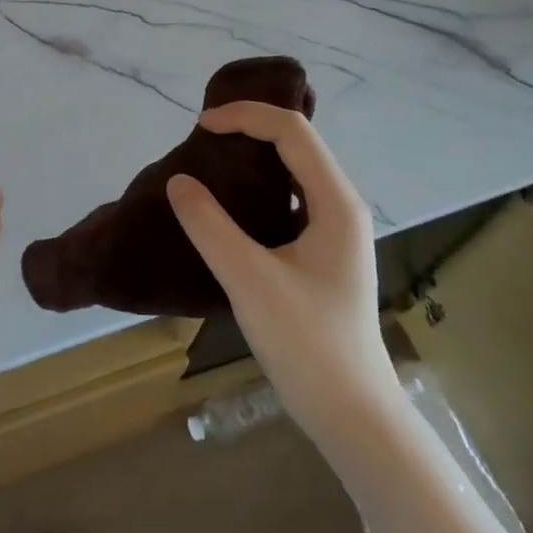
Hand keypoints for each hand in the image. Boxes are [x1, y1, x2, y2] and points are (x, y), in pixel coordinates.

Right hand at [167, 102, 399, 441]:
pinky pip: (291, 197)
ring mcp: (337, 230)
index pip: (292, 131)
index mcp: (336, 202)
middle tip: (203, 136)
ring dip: (255, 154)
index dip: (246, 116)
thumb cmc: (308, 345)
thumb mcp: (250, 281)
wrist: (354, 416)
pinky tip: (231, 202)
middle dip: (251, 127)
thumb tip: (178, 181)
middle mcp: (342, 206)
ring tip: (212, 159)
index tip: (201, 125)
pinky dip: (259, 184)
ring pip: (295, 169)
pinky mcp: (325, 252)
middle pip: (298, 142)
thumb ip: (210, 226)